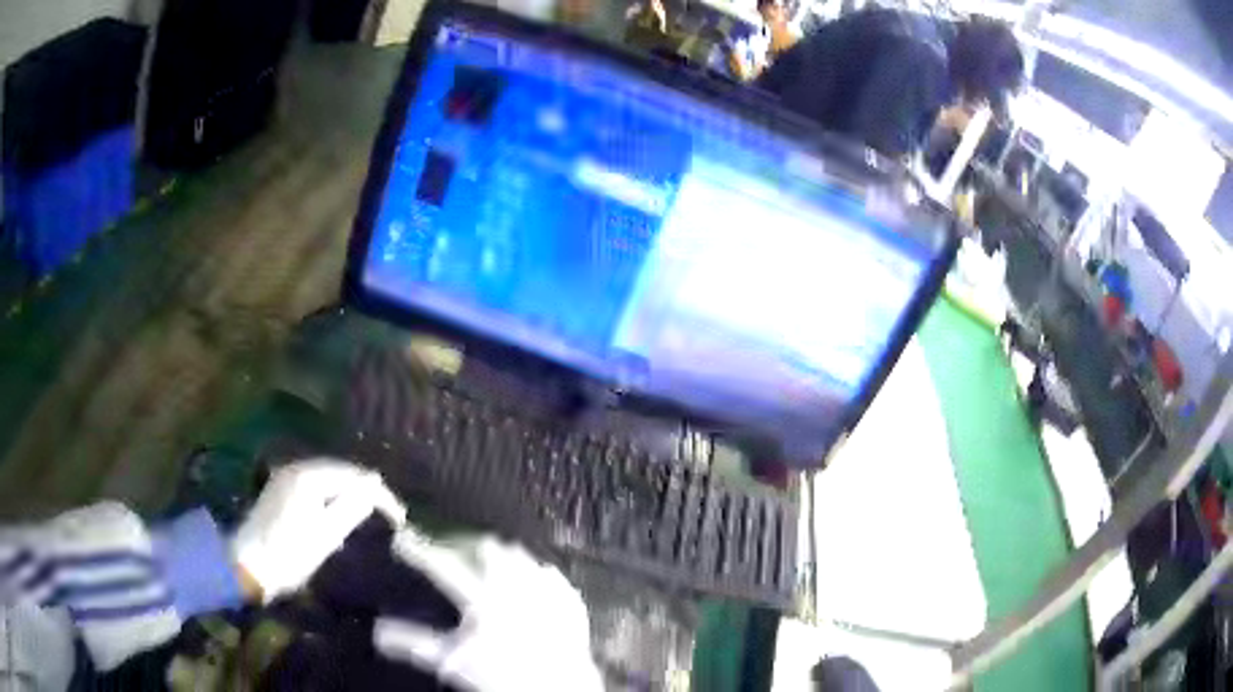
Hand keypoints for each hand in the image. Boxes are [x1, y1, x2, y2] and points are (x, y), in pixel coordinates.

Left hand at [232, 459, 405, 602]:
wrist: (248, 566)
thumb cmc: (290, 554)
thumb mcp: (326, 535)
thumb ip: (351, 507)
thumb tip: (374, 484)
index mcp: (308, 477)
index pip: (353, 476)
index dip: (379, 495)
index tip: (400, 519)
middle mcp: (295, 469)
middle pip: (339, 474)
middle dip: (365, 492)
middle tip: (388, 517)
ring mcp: (284, 479)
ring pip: (326, 481)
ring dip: (348, 496)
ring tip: (369, 516)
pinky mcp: (279, 493)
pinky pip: (313, 488)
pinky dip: (331, 499)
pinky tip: (339, 516)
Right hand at [373, 533, 602, 691]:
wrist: (556, 689)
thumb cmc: (499, 677)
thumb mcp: (450, 662)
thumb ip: (413, 643)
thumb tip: (377, 631)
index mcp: (481, 600)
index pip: (442, 566)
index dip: (419, 550)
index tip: (402, 539)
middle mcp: (513, 587)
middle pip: (487, 551)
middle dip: (467, 547)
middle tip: (453, 551)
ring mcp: (545, 591)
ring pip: (520, 558)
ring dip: (502, 557)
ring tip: (491, 562)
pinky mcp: (568, 601)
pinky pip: (552, 577)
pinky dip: (538, 577)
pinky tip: (534, 581)